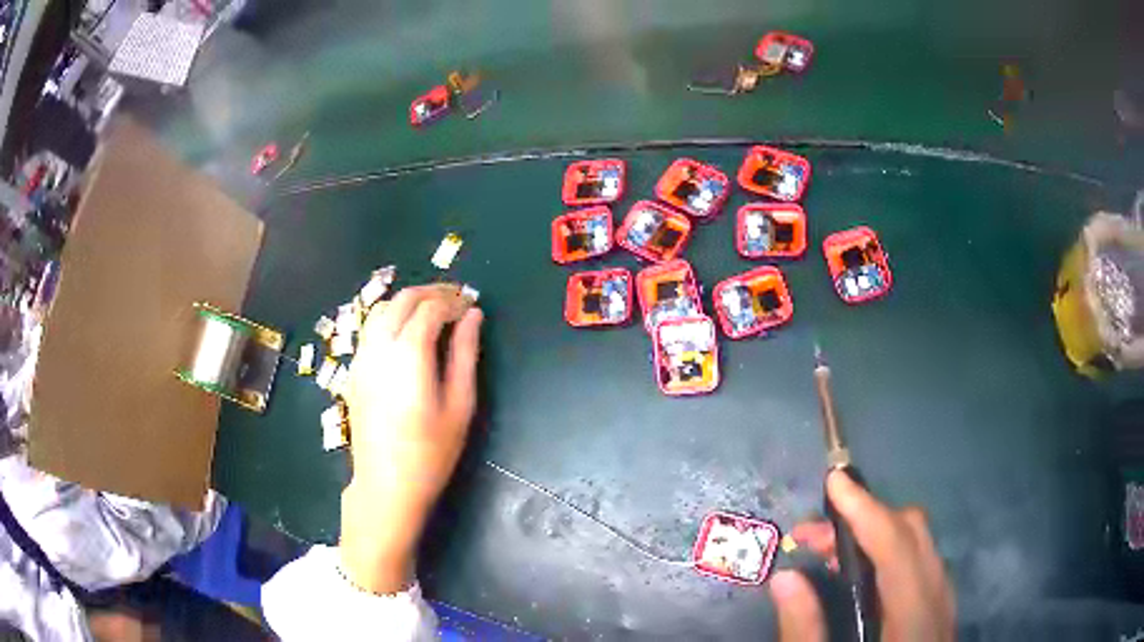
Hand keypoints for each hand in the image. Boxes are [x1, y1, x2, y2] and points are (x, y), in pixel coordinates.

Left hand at [339, 284, 482, 593]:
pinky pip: (370, 330)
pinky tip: (406, 335)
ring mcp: (361, 358)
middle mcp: (379, 346)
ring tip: (433, 313)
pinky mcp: (353, 371)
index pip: (431, 308)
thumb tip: (474, 316)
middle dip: (432, 293)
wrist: (387, 484)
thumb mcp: (460, 403)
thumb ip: (466, 354)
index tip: (472, 306)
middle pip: (403, 300)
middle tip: (457, 301)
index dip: (454, 301)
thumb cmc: (432, 450)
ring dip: (409, 302)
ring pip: (382, 310)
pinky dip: (391, 318)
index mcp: (408, 352)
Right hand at [770, 470, 954, 641]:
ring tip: (827, 552)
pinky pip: (918, 563)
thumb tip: (785, 579)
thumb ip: (805, 632)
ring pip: (919, 545)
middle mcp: (937, 599)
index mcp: (915, 616)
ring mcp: (943, 602)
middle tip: (812, 535)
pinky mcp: (938, 609)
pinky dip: (887, 554)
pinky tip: (858, 577)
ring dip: (875, 535)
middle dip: (865, 519)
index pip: (897, 547)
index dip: (866, 510)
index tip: (835, 480)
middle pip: (914, 534)